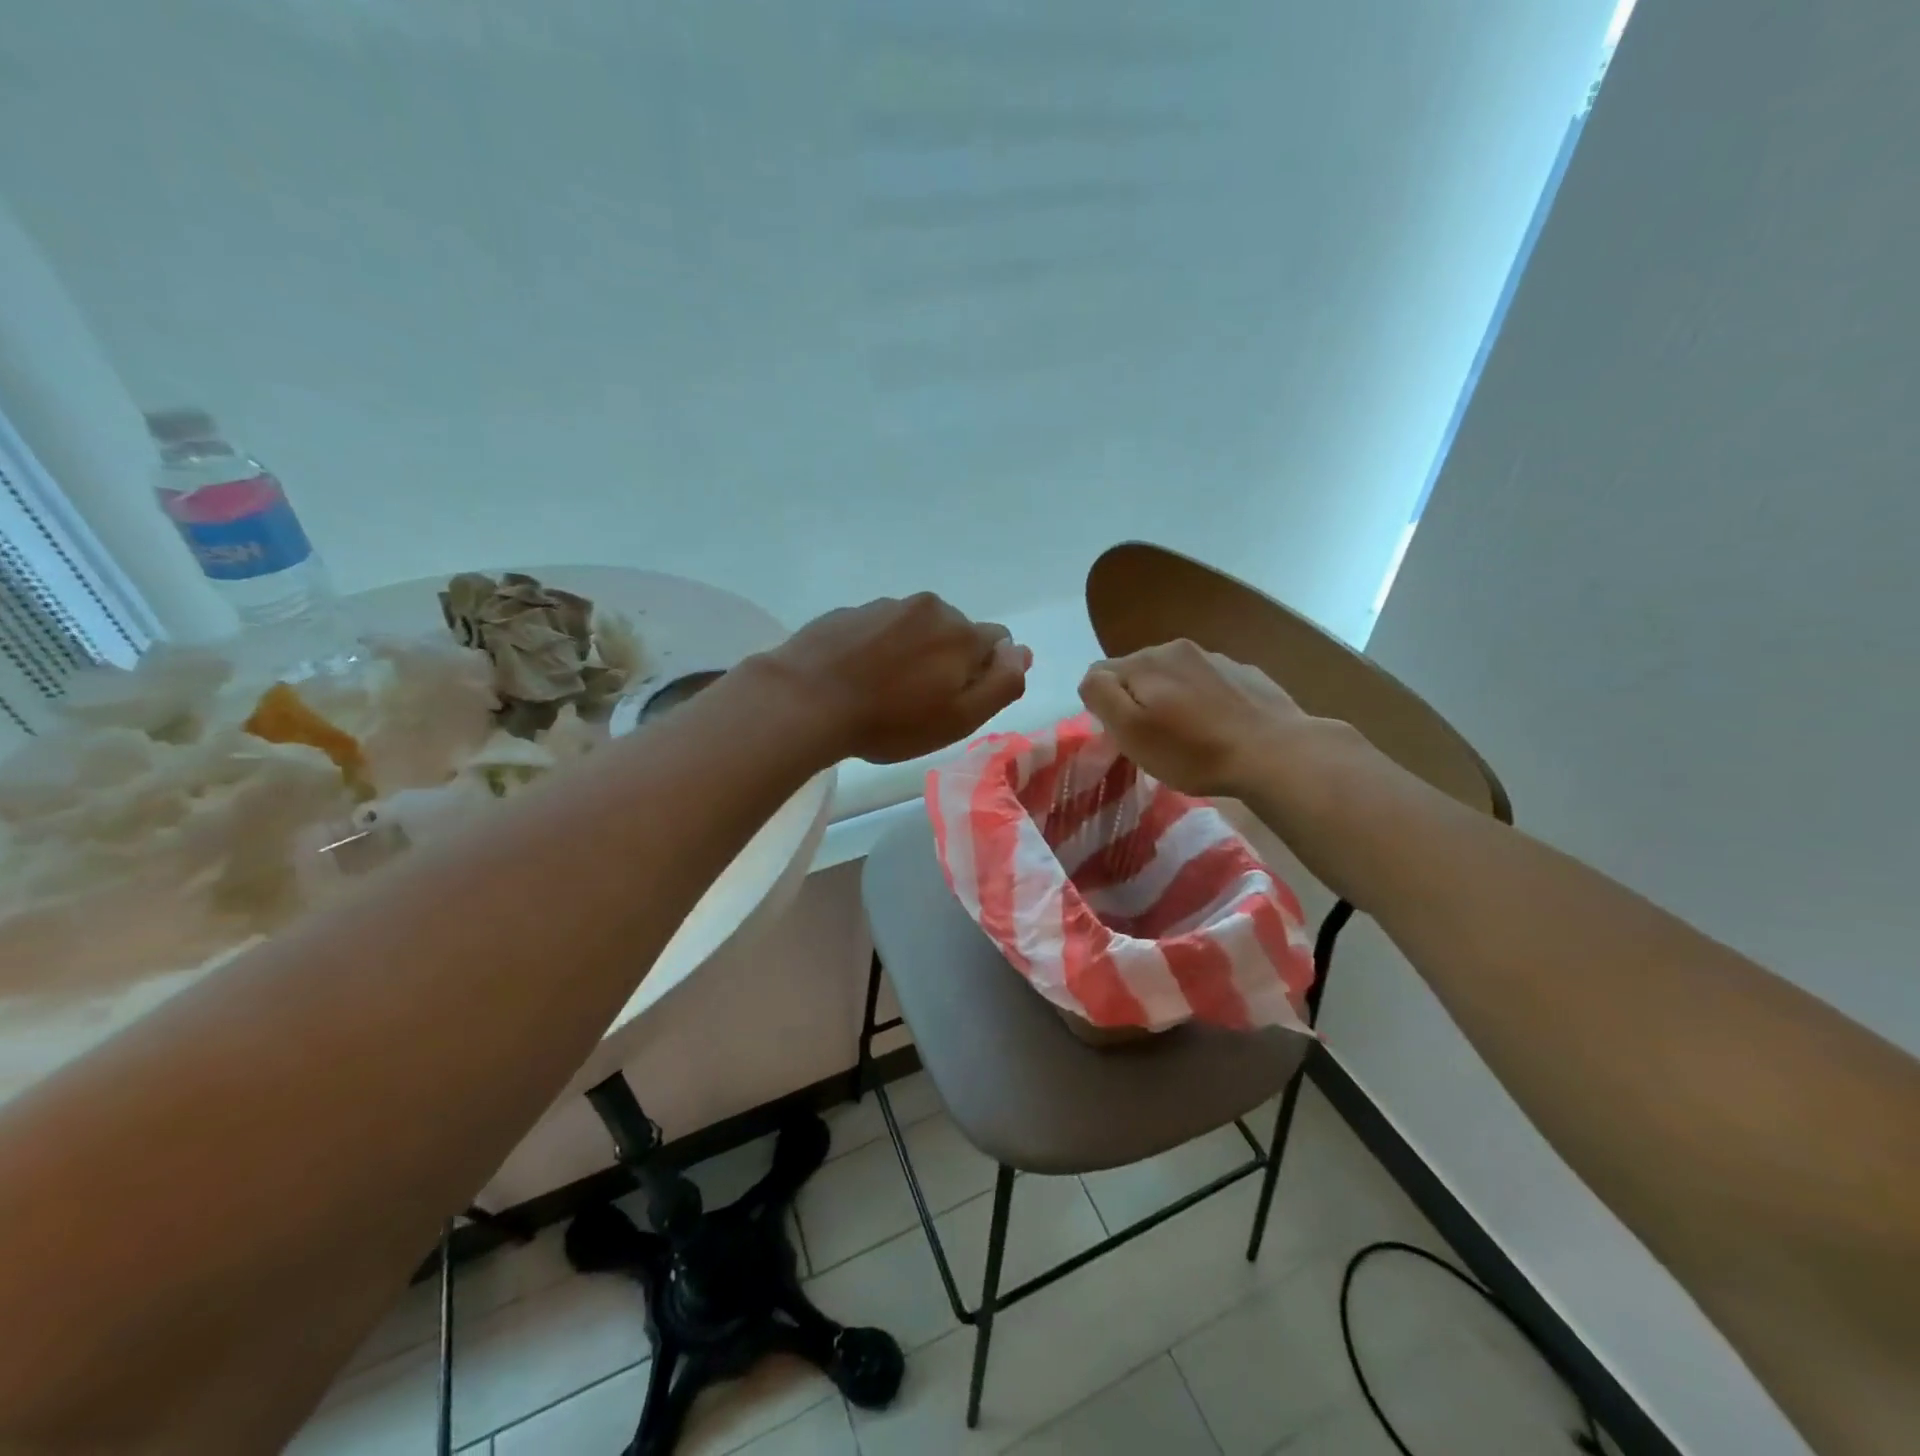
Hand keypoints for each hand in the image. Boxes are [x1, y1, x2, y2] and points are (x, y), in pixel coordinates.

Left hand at [768, 593, 1030, 763]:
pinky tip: (857, 677)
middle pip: (956, 632)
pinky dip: (878, 648)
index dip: (983, 674)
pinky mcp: (849, 612)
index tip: (955, 701)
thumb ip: (1002, 683)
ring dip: (912, 652)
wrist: (806, 700)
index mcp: (962, 632)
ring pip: (916, 628)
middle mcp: (929, 607)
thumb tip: (1022, 652)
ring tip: (883, 690)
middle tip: (919, 701)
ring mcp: (885, 606)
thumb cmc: (891, 721)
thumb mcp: (960, 718)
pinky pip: (879, 629)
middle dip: (948, 660)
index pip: (997, 642)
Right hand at [1078, 640, 1310, 796]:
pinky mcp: (1247, 674)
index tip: (1122, 735)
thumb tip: (1092, 679)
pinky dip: (1205, 701)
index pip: (1101, 672)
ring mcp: (1217, 658)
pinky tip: (1219, 728)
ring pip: (1177, 676)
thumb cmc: (1193, 750)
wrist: (1276, 754)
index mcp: (1146, 660)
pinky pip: (1210, 684)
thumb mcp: (1131, 730)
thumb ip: (1101, 695)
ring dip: (1173, 699)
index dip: (1103, 705)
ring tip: (1189, 735)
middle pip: (1140, 672)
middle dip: (1138, 699)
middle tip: (1153, 739)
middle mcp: (1178, 648)